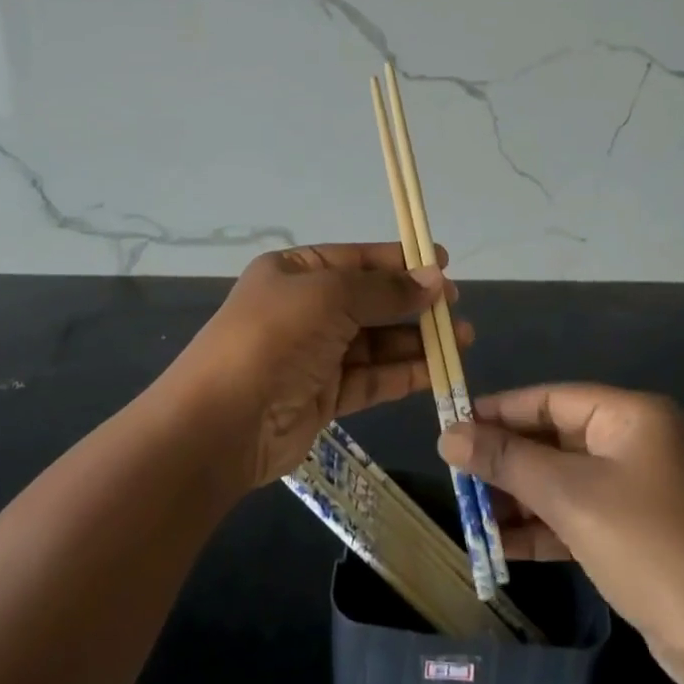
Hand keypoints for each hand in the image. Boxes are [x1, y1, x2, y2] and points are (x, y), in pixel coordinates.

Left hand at [167, 243, 461, 489]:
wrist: (222, 423)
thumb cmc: (274, 339)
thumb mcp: (330, 297)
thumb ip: (385, 290)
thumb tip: (435, 280)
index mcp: (296, 273)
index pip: (357, 260)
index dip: (401, 261)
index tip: (444, 263)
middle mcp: (305, 309)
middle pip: (370, 301)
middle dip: (414, 304)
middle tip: (456, 308)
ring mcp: (314, 354)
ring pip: (375, 342)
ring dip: (416, 340)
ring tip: (461, 340)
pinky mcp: (323, 396)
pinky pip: (371, 378)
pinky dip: (403, 373)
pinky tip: (437, 371)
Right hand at [439, 383, 683, 683]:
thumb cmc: (648, 546)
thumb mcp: (570, 496)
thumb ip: (507, 461)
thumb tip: (448, 436)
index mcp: (630, 416)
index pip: (549, 399)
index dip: (498, 411)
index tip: (451, 425)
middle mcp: (635, 443)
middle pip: (554, 439)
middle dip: (505, 461)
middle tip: (454, 475)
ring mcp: (637, 491)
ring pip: (562, 481)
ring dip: (519, 498)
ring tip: (469, 514)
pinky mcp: (634, 533)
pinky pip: (577, 516)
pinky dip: (543, 528)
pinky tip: (501, 546)